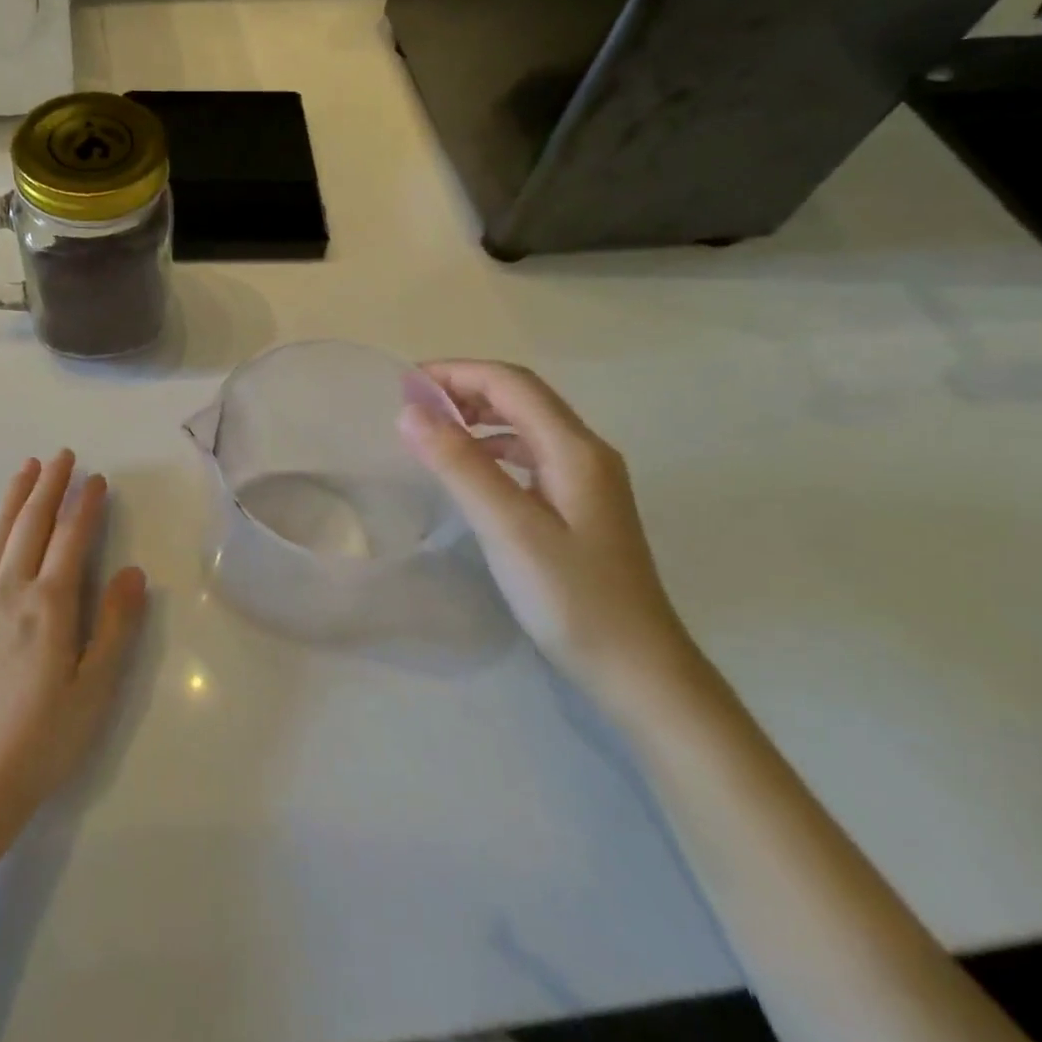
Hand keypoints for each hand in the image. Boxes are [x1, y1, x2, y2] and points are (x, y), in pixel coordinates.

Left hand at [0, 451, 147, 836]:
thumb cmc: (42, 738)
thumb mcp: (95, 688)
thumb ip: (115, 626)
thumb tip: (132, 572)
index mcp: (49, 605)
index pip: (71, 539)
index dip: (85, 505)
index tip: (96, 479)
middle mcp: (9, 591)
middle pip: (31, 526)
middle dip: (49, 487)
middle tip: (62, 456)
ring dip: (12, 499)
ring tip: (25, 469)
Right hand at [398, 361, 697, 712]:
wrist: (637, 668)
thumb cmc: (572, 597)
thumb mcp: (508, 528)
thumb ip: (459, 466)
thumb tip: (410, 412)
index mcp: (575, 449)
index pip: (511, 384)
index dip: (457, 373)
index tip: (404, 385)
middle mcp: (586, 452)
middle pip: (522, 396)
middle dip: (465, 389)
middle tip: (412, 406)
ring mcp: (586, 479)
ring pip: (526, 425)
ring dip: (478, 416)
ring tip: (431, 431)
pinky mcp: (579, 505)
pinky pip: (530, 455)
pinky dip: (492, 447)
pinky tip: (469, 471)